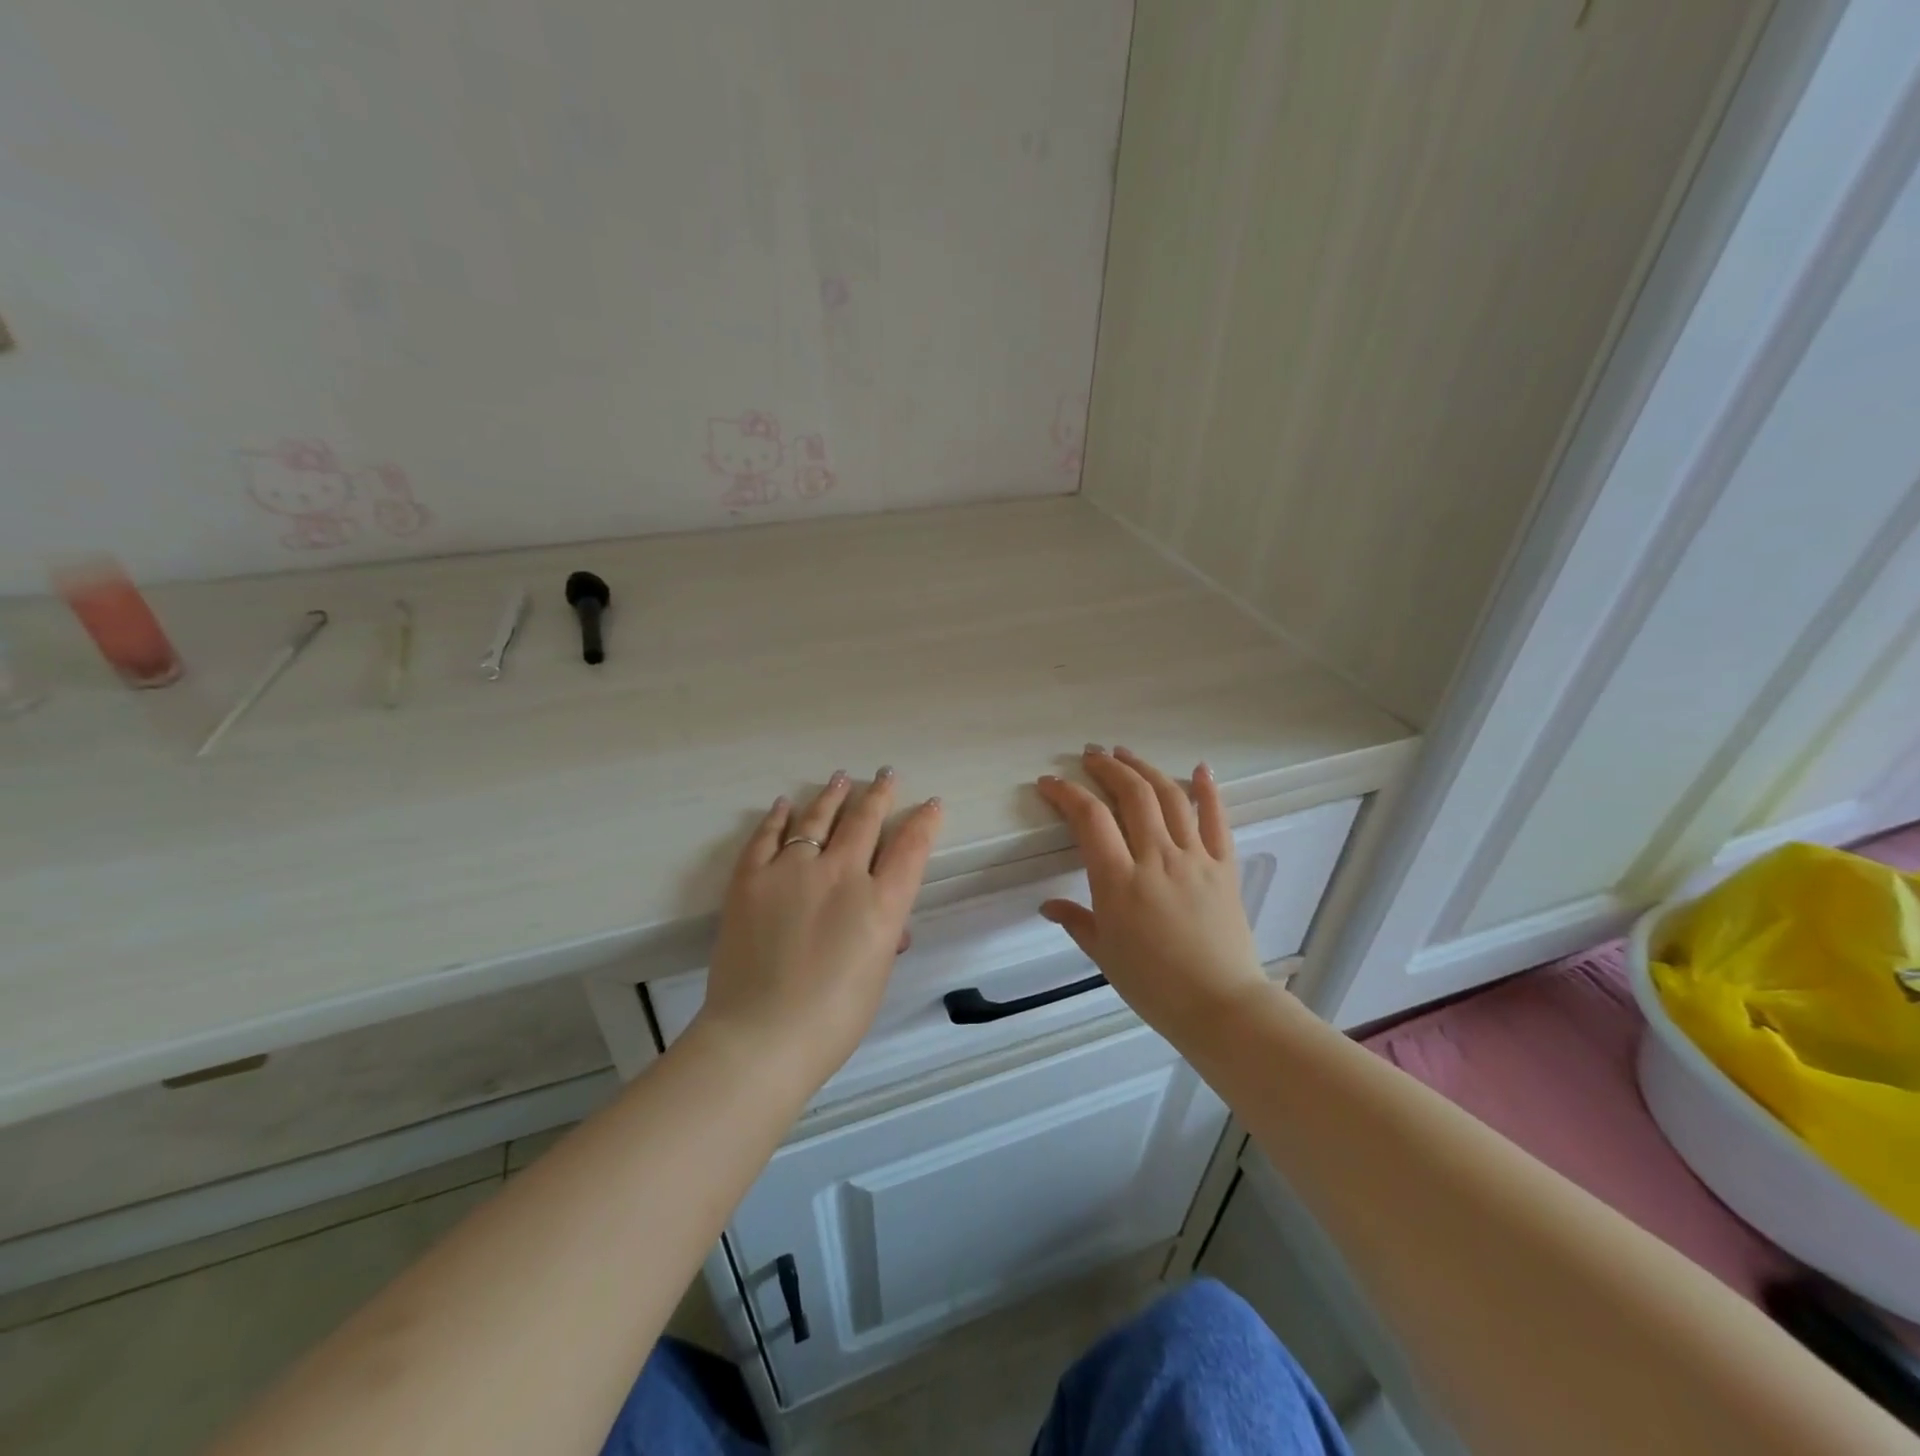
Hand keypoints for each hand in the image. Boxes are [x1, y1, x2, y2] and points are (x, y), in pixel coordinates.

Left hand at [696, 769, 942, 1091]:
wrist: (761, 1036)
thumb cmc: (832, 1020)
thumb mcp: (875, 977)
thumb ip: (883, 938)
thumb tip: (888, 926)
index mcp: (880, 904)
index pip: (911, 848)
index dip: (924, 822)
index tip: (931, 804)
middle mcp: (841, 875)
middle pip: (865, 821)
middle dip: (880, 794)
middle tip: (886, 775)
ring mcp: (793, 871)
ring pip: (818, 818)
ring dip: (833, 795)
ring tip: (841, 778)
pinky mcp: (751, 878)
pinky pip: (767, 836)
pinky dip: (778, 817)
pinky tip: (786, 804)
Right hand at [1035, 746, 1265, 1045]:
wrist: (1221, 1006)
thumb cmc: (1154, 985)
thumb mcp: (1104, 954)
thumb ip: (1076, 921)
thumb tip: (1048, 906)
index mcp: (1120, 881)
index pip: (1090, 819)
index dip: (1066, 793)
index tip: (1050, 783)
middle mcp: (1157, 859)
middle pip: (1132, 795)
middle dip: (1107, 768)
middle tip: (1090, 755)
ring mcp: (1195, 859)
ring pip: (1170, 797)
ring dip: (1145, 769)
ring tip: (1125, 754)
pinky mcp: (1224, 867)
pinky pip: (1217, 820)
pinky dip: (1208, 790)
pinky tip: (1200, 768)